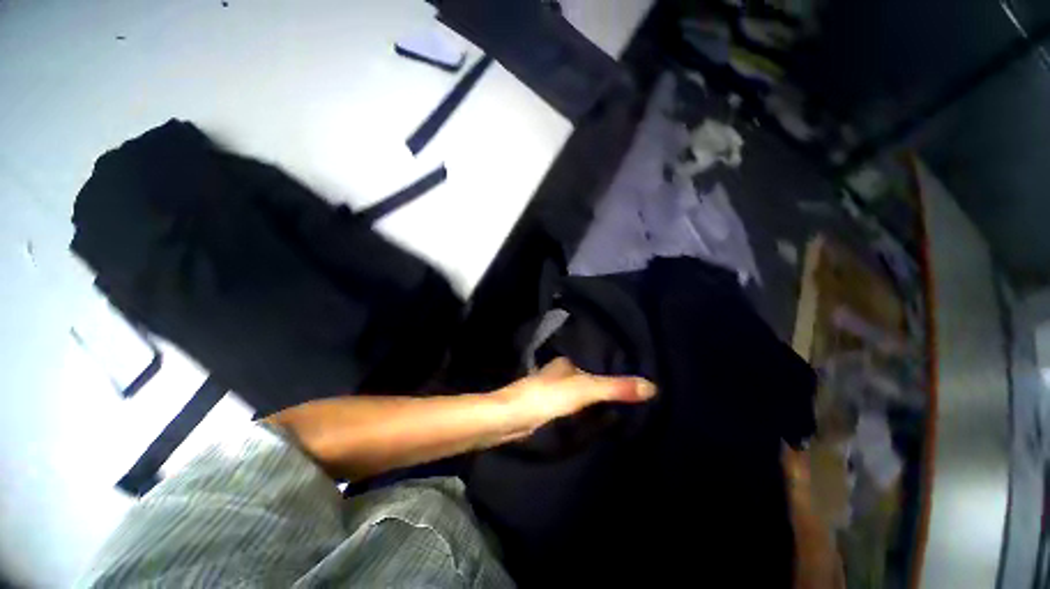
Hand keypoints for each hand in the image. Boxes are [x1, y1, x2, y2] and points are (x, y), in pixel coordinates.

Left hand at [494, 357, 656, 440]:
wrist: (510, 419)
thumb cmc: (546, 398)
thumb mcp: (584, 390)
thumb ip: (614, 388)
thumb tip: (652, 386)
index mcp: (565, 362)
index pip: (595, 360)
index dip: (613, 367)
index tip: (634, 376)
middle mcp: (558, 372)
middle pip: (587, 376)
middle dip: (605, 383)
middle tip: (632, 394)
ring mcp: (551, 390)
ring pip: (579, 391)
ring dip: (594, 397)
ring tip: (619, 405)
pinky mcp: (546, 407)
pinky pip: (571, 405)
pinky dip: (583, 409)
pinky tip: (594, 417)